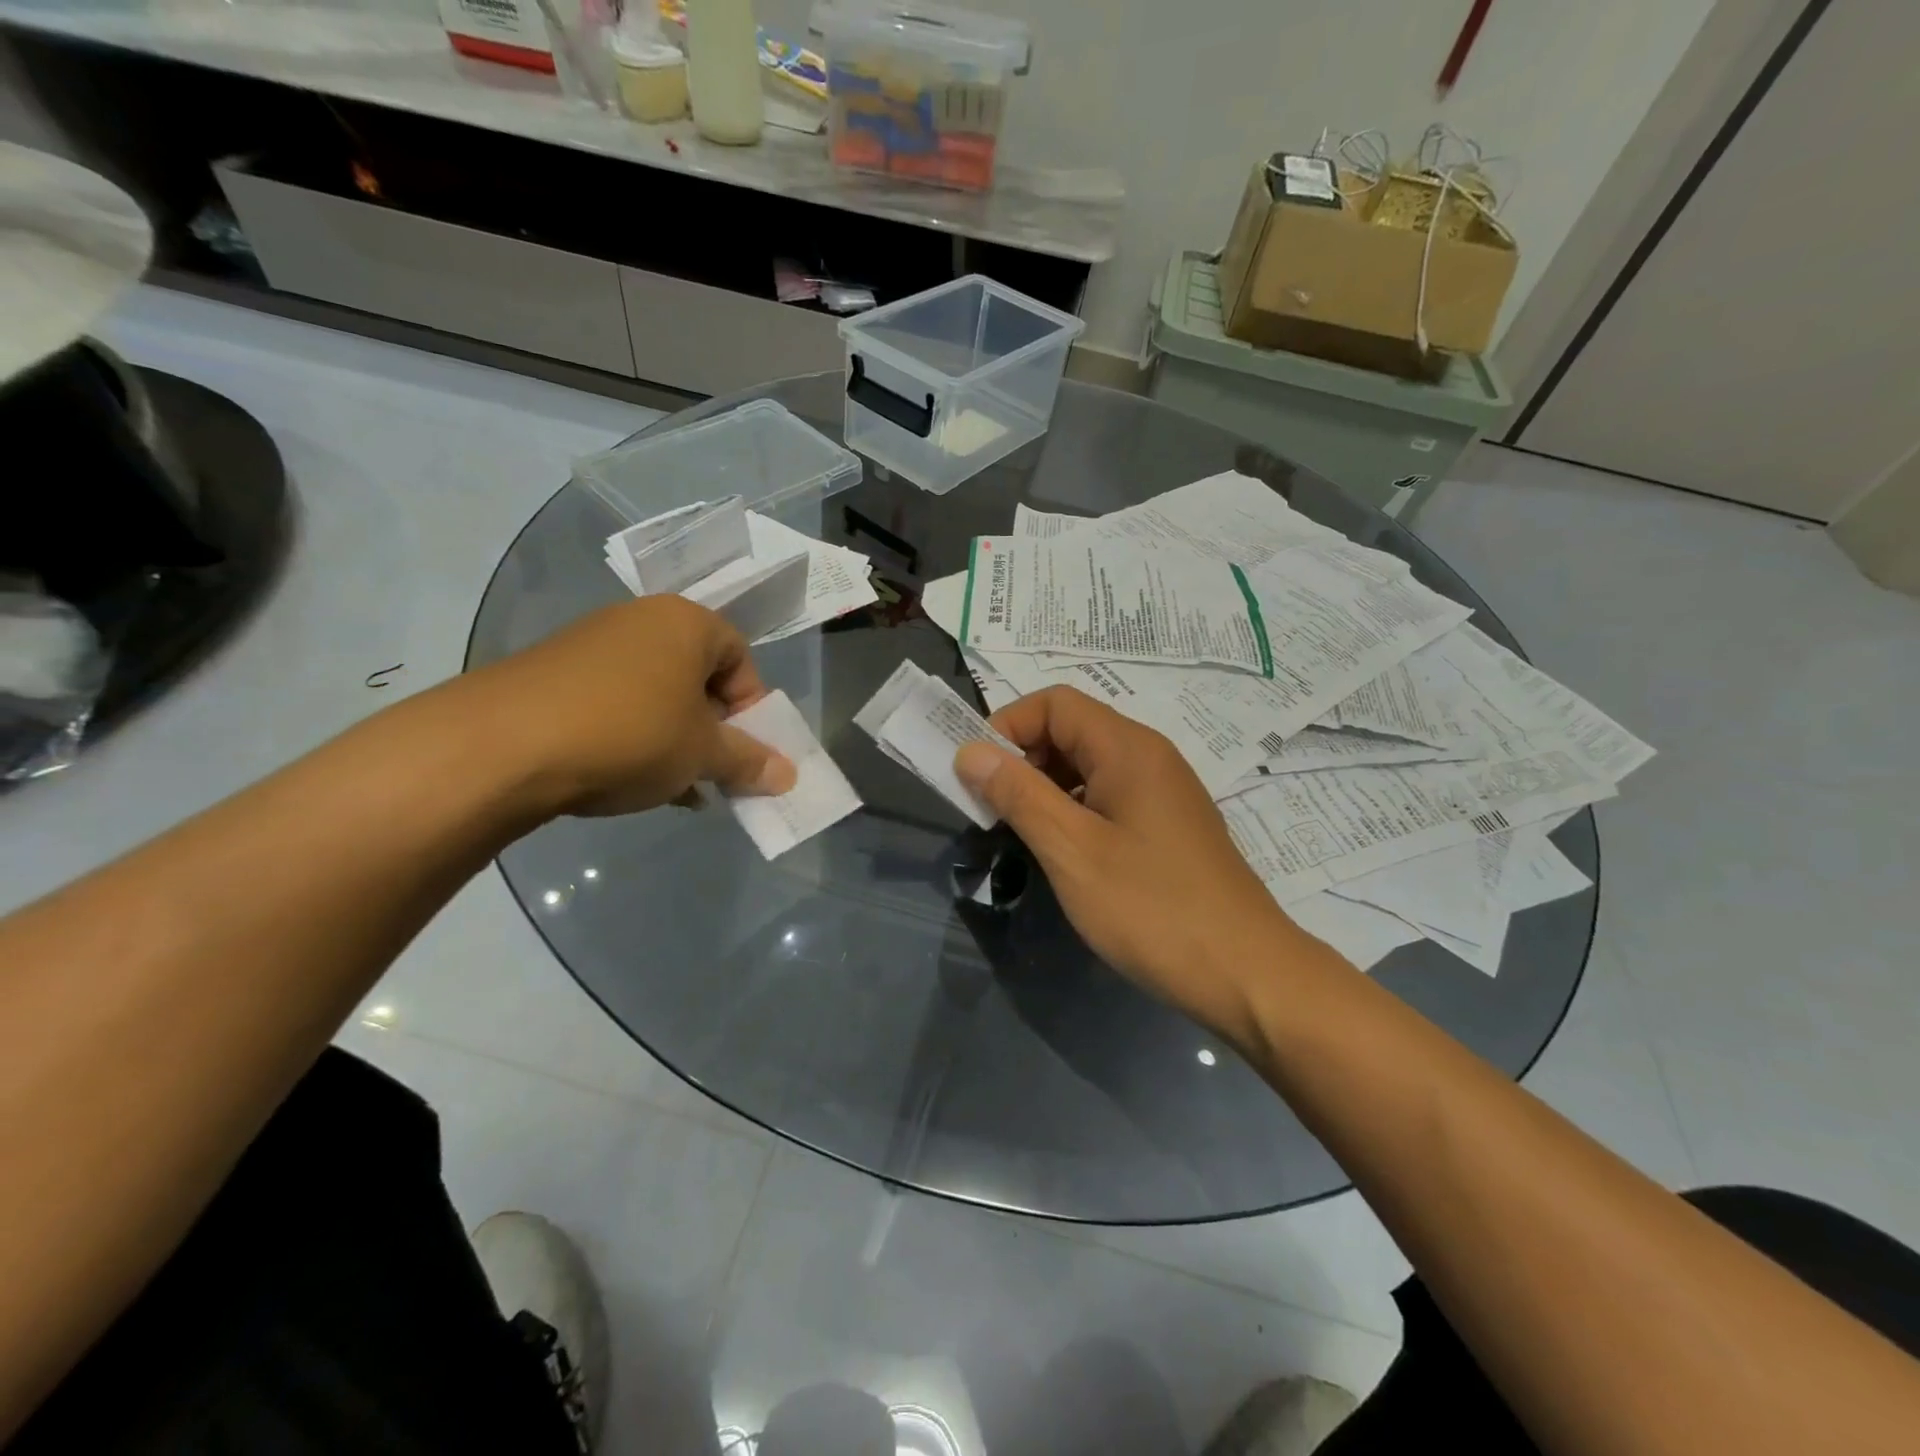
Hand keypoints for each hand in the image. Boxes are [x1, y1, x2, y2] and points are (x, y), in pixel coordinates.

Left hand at [455, 596, 795, 818]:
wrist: (501, 745)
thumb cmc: (630, 734)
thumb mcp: (702, 753)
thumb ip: (750, 761)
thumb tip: (789, 776)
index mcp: (687, 623)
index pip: (741, 660)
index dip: (752, 710)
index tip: (744, 751)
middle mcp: (640, 622)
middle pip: (697, 678)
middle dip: (712, 730)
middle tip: (712, 771)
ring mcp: (591, 646)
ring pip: (656, 696)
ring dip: (674, 740)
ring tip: (673, 786)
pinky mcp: (553, 675)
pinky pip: (615, 705)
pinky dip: (633, 738)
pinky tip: (630, 782)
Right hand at [954, 686, 1315, 1047]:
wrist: (1246, 973)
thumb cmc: (1152, 908)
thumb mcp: (1072, 850)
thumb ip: (1018, 795)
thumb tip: (970, 751)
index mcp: (1127, 748)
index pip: (1054, 703)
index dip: (1007, 726)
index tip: (977, 775)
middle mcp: (1148, 756)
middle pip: (1071, 730)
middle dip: (1023, 759)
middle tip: (992, 810)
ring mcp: (1162, 792)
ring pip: (1088, 767)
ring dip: (1045, 788)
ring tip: (1020, 833)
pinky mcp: (1167, 826)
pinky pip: (1108, 797)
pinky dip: (1073, 811)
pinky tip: (1062, 852)